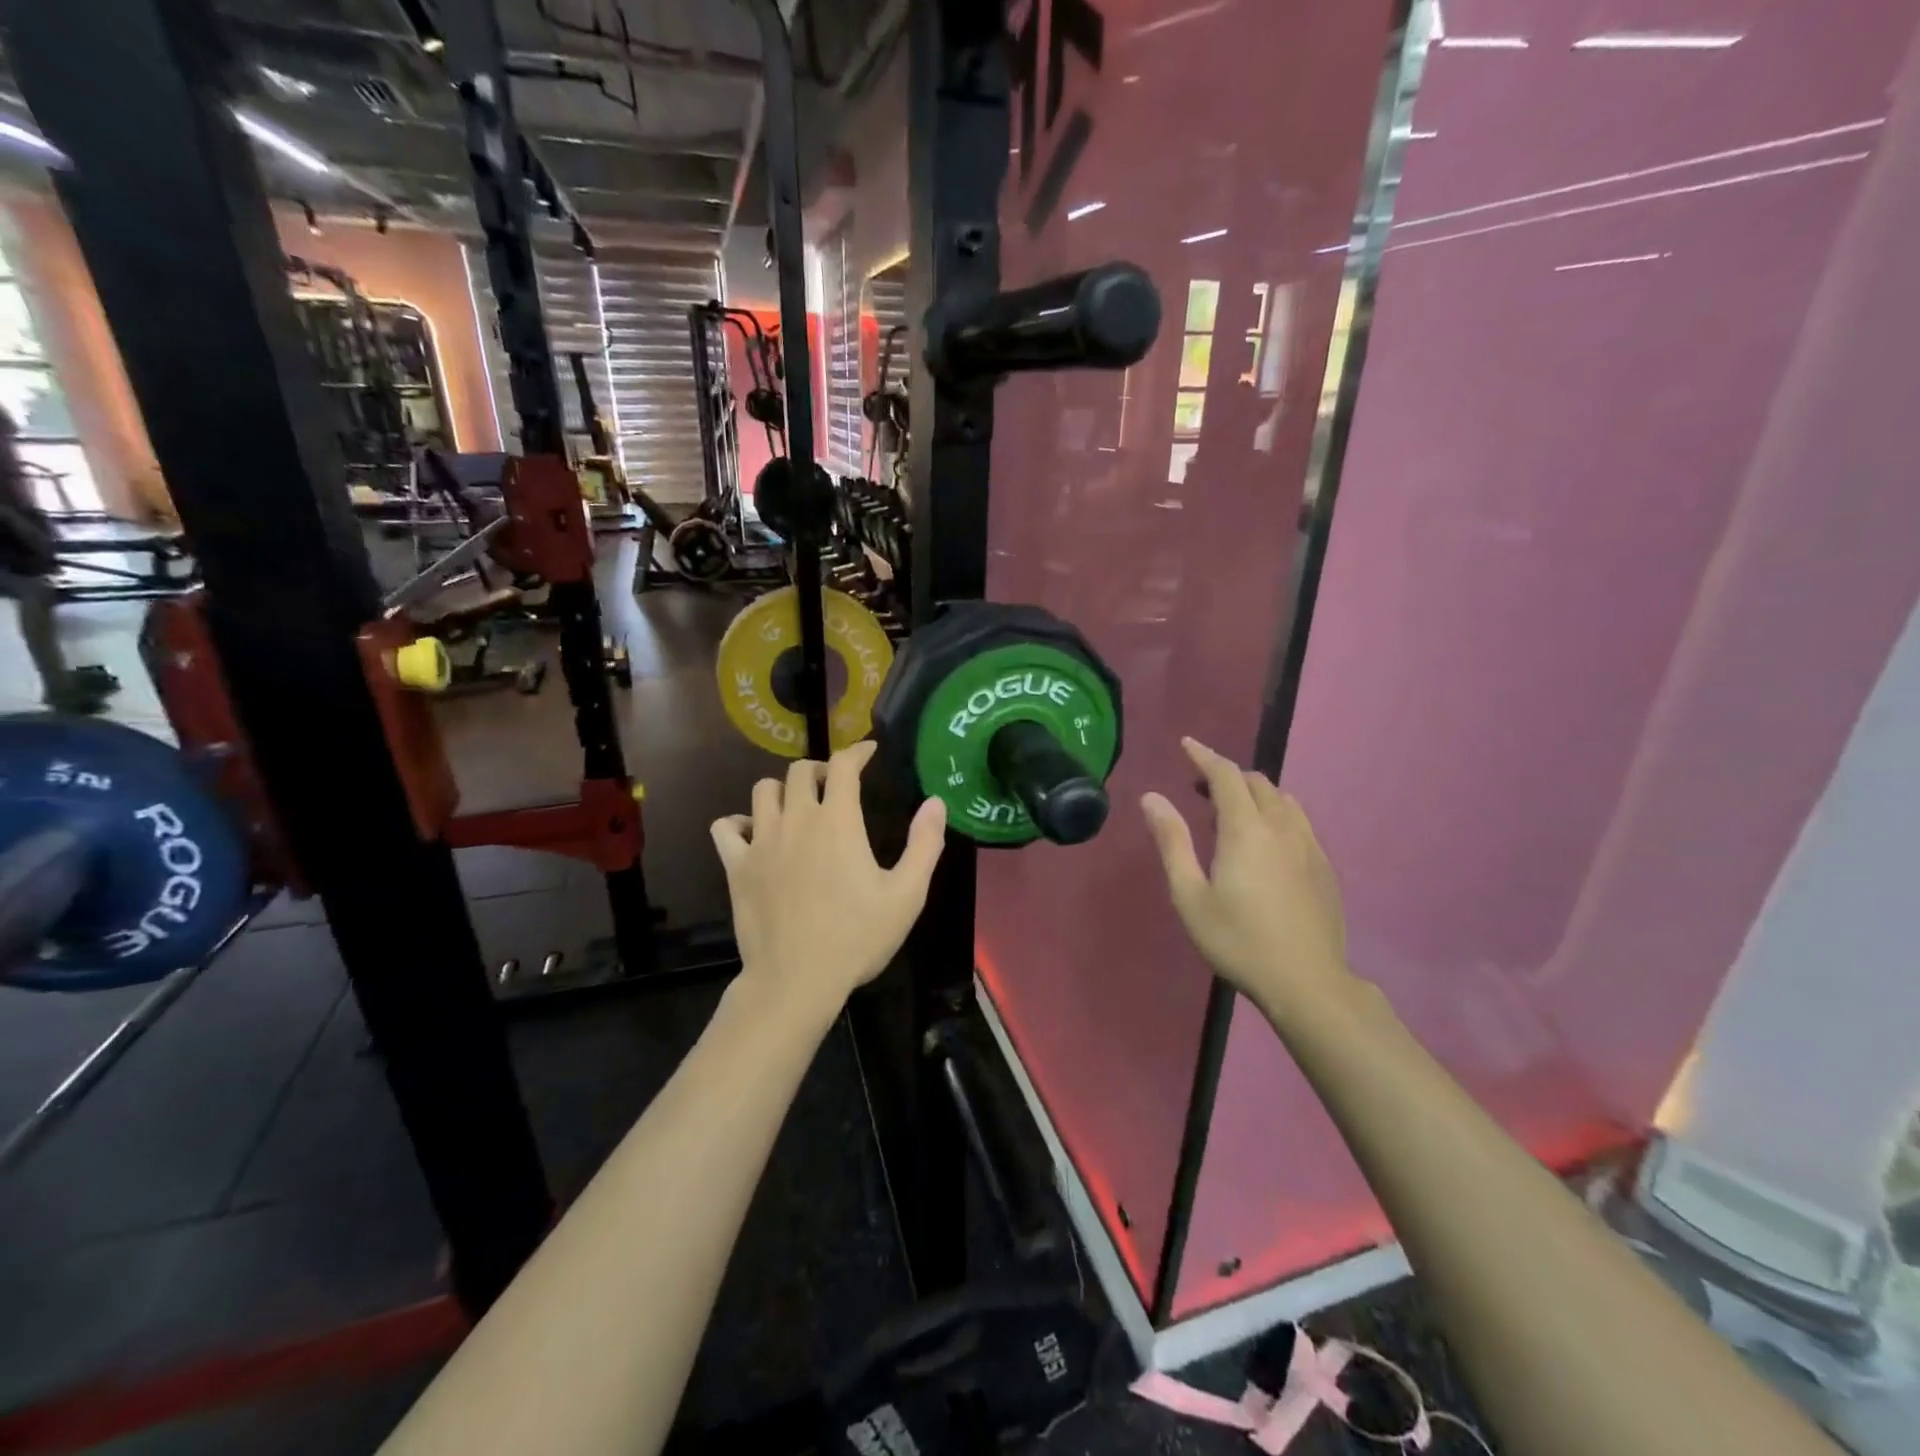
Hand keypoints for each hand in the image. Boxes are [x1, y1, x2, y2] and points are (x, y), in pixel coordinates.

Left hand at [712, 742, 946, 1019]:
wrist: (796, 981)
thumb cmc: (857, 938)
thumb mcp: (907, 895)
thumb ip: (924, 844)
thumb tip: (935, 802)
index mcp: (838, 822)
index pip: (843, 765)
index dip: (857, 751)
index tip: (868, 752)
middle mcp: (796, 820)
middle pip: (800, 770)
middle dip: (821, 769)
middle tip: (835, 786)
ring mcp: (761, 841)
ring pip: (763, 790)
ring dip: (783, 790)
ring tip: (797, 807)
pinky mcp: (736, 866)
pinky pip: (726, 826)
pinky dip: (739, 822)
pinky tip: (754, 835)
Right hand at [1141, 738, 1349, 1018]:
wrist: (1306, 982)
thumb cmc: (1238, 940)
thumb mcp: (1190, 895)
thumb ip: (1172, 841)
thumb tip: (1152, 797)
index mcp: (1246, 829)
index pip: (1226, 775)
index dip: (1204, 755)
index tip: (1186, 744)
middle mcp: (1282, 827)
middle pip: (1257, 782)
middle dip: (1227, 775)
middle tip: (1200, 787)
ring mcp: (1309, 845)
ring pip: (1282, 800)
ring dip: (1254, 792)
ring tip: (1231, 811)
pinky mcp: (1323, 866)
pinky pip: (1298, 821)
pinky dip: (1275, 813)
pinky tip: (1264, 842)